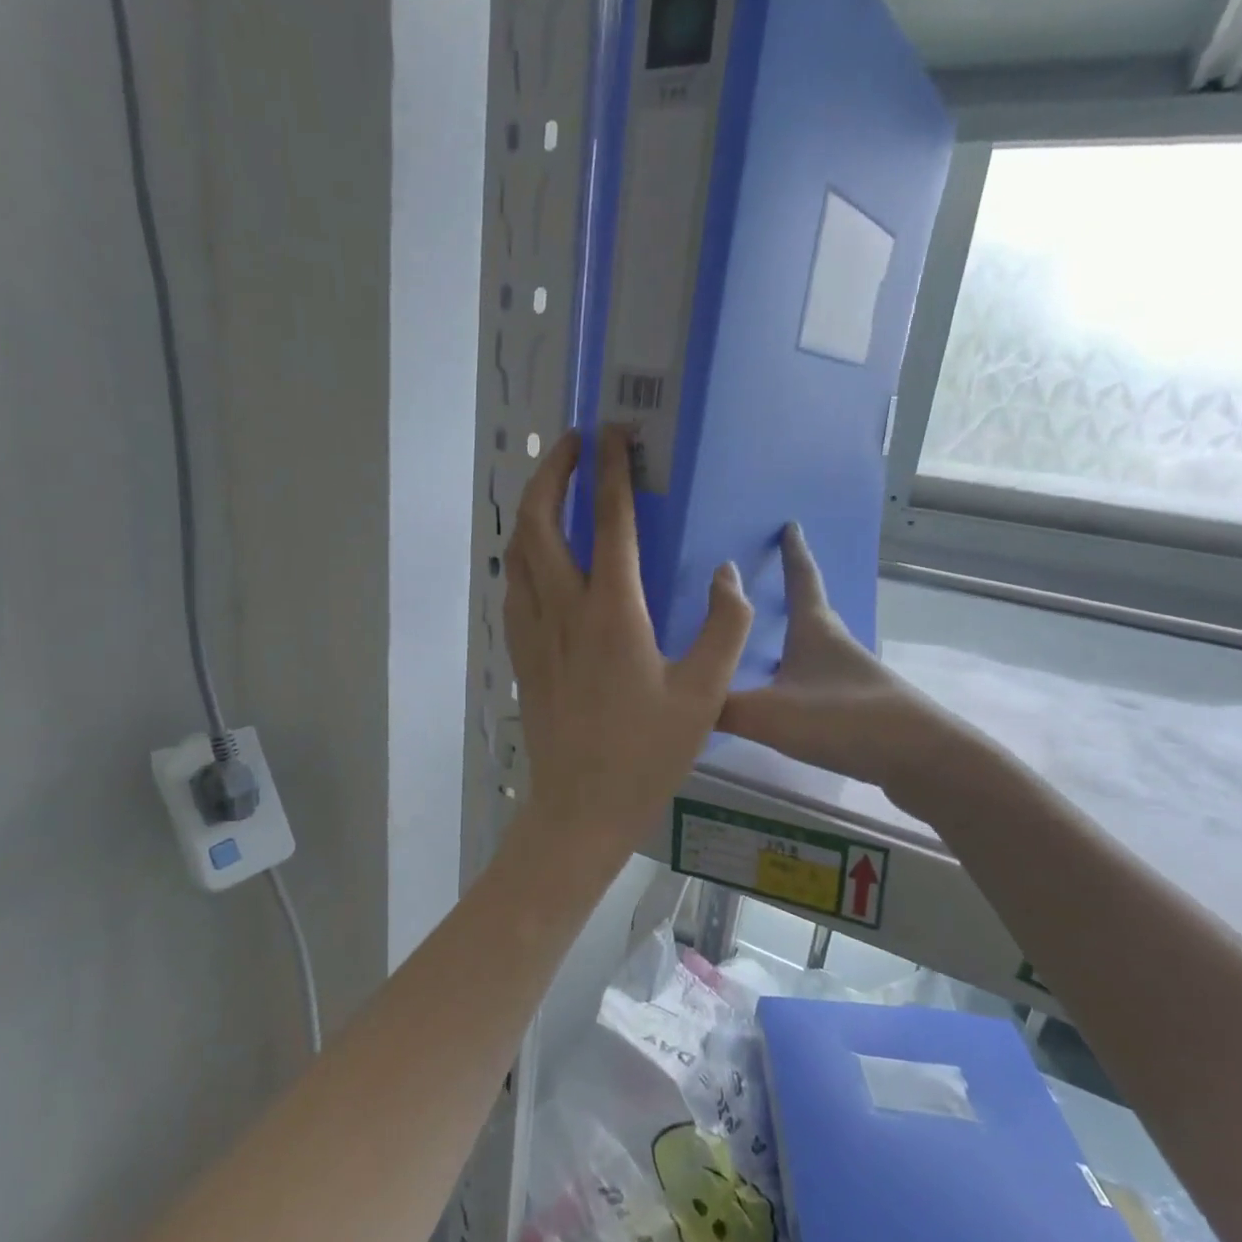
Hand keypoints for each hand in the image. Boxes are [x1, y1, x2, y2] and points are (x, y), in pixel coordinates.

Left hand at [505, 427, 752, 859]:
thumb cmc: (646, 754)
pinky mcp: (522, 655)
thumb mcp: (704, 694)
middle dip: (553, 471)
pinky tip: (540, 557)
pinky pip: (514, 587)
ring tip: (555, 488)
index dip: (612, 470)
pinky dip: (525, 554)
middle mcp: (563, 609)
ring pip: (518, 551)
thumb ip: (724, 627)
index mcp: (612, 612)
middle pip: (539, 521)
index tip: (616, 433)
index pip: (608, 521)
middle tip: (575, 445)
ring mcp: (534, 632)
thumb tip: (727, 575)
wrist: (581, 807)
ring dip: (533, 508)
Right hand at [720, 524, 947, 790]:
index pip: (802, 580)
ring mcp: (853, 677)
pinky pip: (820, 682)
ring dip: (793, 642)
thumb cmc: (843, 720)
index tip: (790, 525)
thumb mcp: (769, 714)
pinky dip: (800, 680)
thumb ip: (720, 707)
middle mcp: (836, 646)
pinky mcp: (862, 708)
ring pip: (815, 650)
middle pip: (811, 611)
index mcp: (815, 631)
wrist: (920, 759)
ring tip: (764, 648)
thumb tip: (679, 701)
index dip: (793, 553)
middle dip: (792, 594)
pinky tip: (786, 702)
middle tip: (766, 586)